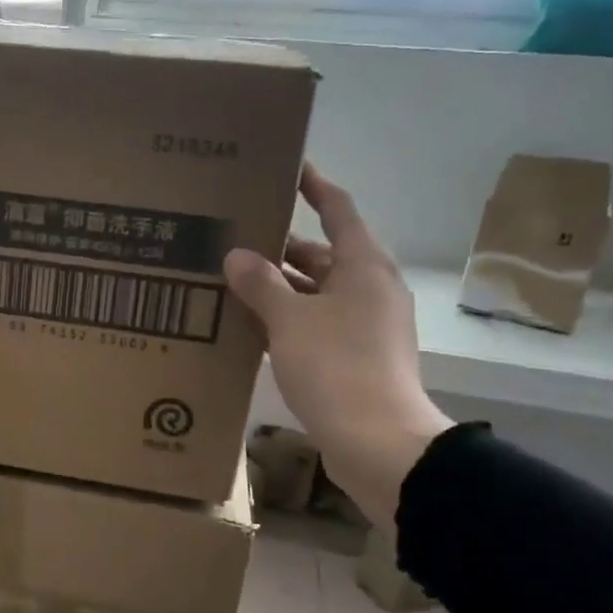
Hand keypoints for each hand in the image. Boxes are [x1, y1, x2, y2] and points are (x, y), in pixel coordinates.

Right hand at [224, 163, 452, 532]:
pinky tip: (252, 328)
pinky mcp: (356, 359)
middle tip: (236, 237)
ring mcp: (366, 327)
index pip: (338, 210)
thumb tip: (236, 256)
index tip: (289, 169)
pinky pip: (317, 325)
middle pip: (323, 255)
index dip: (314, 187)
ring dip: (281, 289)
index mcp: (364, 267)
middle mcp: (369, 290)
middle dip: (281, 247)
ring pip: (317, 294)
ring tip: (233, 282)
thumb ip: (261, 284)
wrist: (379, 444)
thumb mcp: (290, 321)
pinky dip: (288, 321)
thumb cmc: (337, 368)